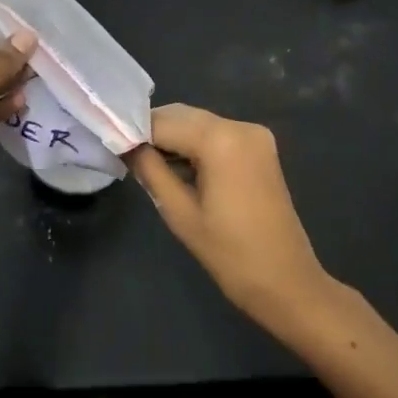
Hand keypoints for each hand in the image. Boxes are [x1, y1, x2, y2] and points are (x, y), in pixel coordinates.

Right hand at [127, 104, 335, 324]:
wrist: (286, 282)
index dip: (133, 133)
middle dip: (152, 132)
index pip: (162, 122)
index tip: (111, 148)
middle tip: (126, 157)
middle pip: (182, 115)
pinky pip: (216, 135)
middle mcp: (240, 126)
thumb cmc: (229, 253)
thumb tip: (125, 146)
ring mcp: (254, 135)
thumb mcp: (179, 212)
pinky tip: (178, 168)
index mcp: (220, 139)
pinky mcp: (260, 148)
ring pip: (198, 123)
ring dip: (172, 138)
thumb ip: (150, 170)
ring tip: (148, 165)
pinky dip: (194, 145)